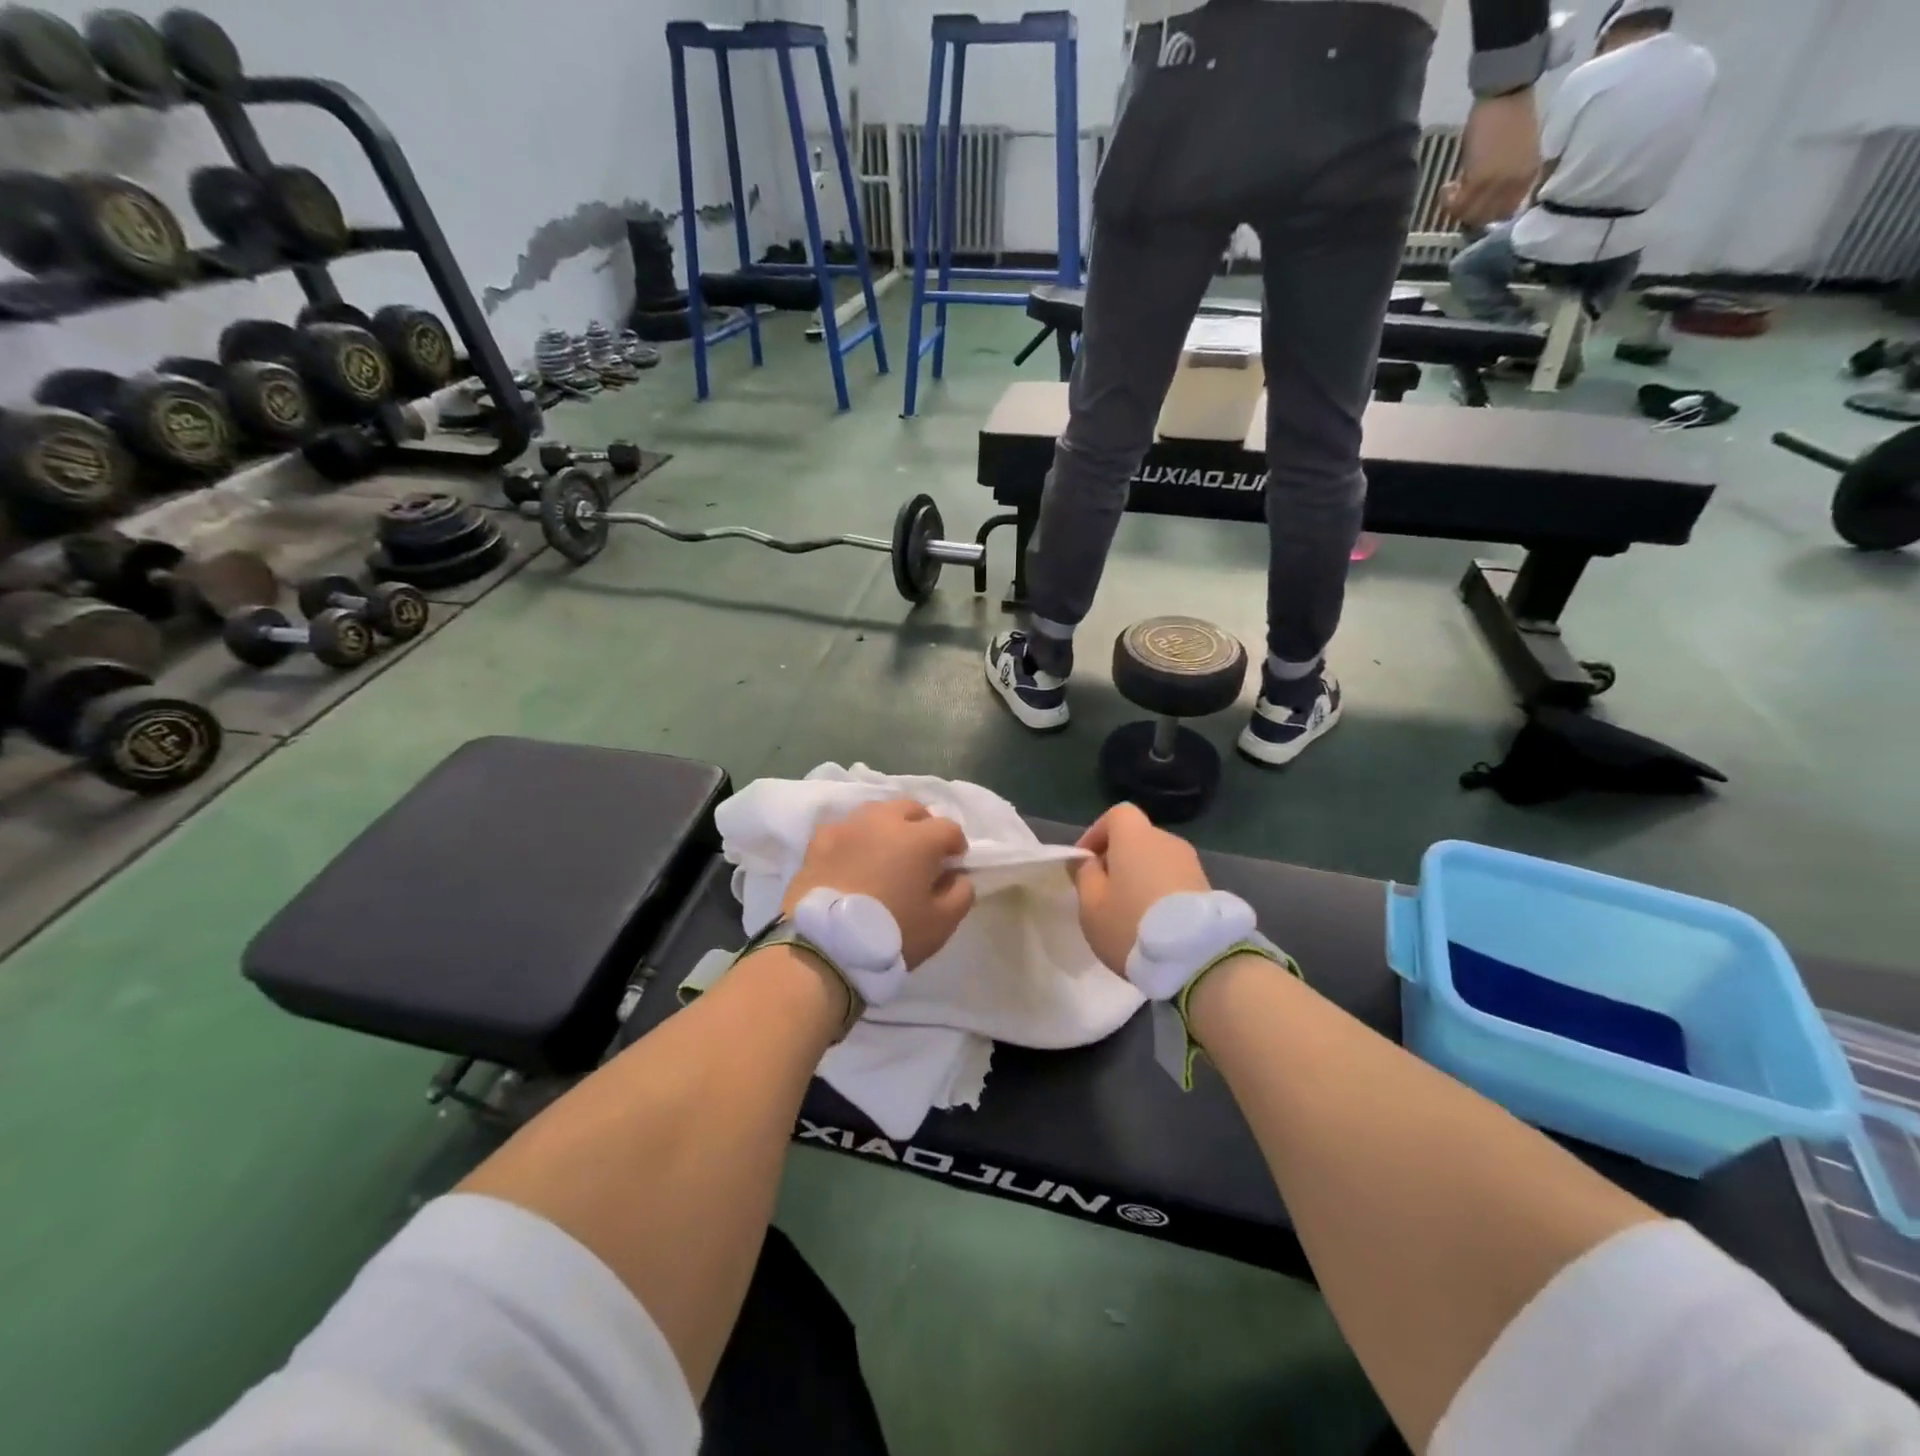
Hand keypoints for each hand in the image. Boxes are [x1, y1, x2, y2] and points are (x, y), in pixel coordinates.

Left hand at [784, 799, 973, 968]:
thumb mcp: (941, 923)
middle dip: (923, 826)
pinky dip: (855, 838)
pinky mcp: (819, 840)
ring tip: (885, 853)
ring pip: (876, 812)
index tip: (953, 866)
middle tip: (921, 855)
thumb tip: (959, 876)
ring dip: (888, 826)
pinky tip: (852, 859)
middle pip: (911, 808)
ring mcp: (848, 827)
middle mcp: (883, 821)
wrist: (824, 946)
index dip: (956, 846)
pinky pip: (845, 829)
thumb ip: (961, 893)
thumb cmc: (890, 934)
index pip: (949, 828)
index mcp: (918, 838)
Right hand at [1069, 804, 1211, 973]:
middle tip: (1103, 891)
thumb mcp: (1091, 904)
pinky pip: (1174, 879)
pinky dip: (1160, 891)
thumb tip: (1088, 861)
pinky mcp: (1207, 887)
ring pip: (1156, 860)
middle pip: (1137, 838)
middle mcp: (1166, 841)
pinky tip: (1153, 921)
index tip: (1085, 862)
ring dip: (1140, 876)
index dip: (1097, 834)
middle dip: (1118, 858)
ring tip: (1128, 910)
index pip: (1117, 814)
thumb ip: (1085, 875)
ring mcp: (1191, 864)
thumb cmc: (1131, 924)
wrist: (1197, 957)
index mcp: (1136, 836)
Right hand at [1448, 90, 1540, 227]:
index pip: (1504, 213)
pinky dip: (1448, 200)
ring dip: (1456, 209)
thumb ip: (1504, 177)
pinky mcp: (1480, 179)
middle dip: (1468, 215)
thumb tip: (1483, 198)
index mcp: (1528, 176)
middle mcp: (1515, 184)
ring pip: (1470, 215)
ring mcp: (1498, 183)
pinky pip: (1458, 204)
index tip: (1473, 207)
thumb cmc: (1511, 117)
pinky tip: (1446, 188)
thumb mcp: (1516, 154)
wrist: (1507, 93)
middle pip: (1485, 218)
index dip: (1485, 215)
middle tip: (1458, 203)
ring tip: (1451, 193)